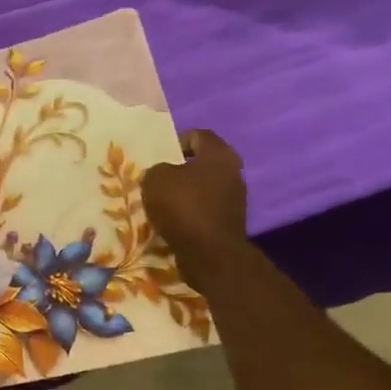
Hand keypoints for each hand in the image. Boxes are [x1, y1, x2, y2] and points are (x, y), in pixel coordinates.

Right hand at [141, 130, 249, 288]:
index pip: (198, 135)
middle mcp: (233, 173)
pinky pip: (204, 210)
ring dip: (182, 194)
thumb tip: (162, 174)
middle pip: (202, 164)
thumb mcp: (156, 179)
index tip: (157, 156)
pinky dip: (188, 213)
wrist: (209, 253)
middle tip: (156, 179)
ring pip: (202, 188)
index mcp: (219, 155)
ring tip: (160, 203)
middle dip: (178, 170)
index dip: (176, 141)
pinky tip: (171, 222)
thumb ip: (157, 169)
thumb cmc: (183, 207)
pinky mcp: (229, 222)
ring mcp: (234, 199)